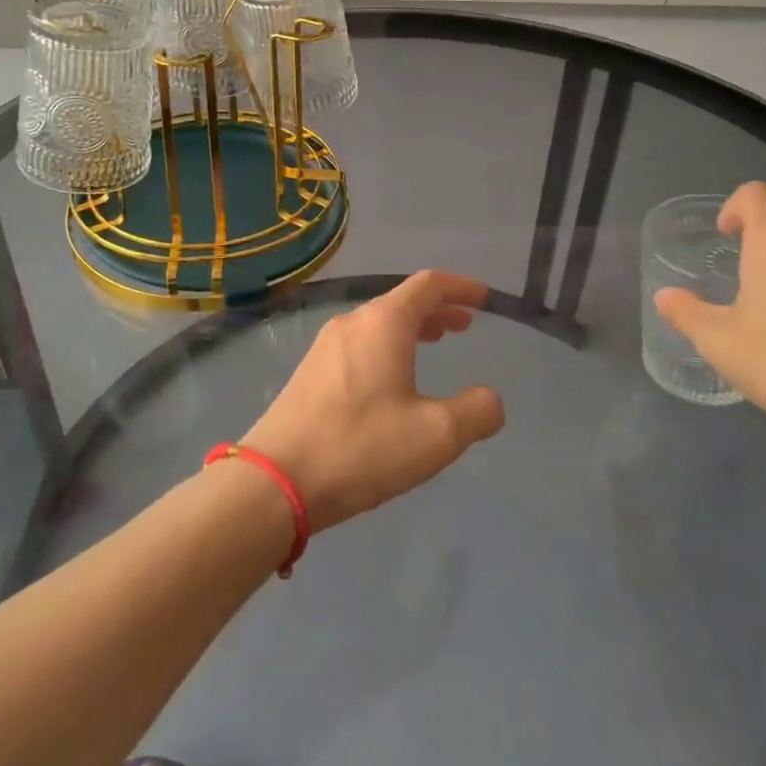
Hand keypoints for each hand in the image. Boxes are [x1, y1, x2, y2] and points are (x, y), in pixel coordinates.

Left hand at [241, 271, 503, 532]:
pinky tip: (391, 379)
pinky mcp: (308, 373)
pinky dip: (387, 346)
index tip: (484, 296)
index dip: (460, 287)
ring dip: (411, 328)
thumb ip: (476, 412)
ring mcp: (324, 347)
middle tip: (464, 325)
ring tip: (433, 344)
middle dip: (437, 309)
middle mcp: (352, 323)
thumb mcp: (436, 436)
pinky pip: (359, 344)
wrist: (275, 481)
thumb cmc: (361, 448)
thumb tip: (490, 400)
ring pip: (378, 324)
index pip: (428, 285)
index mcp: (383, 324)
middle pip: (401, 301)